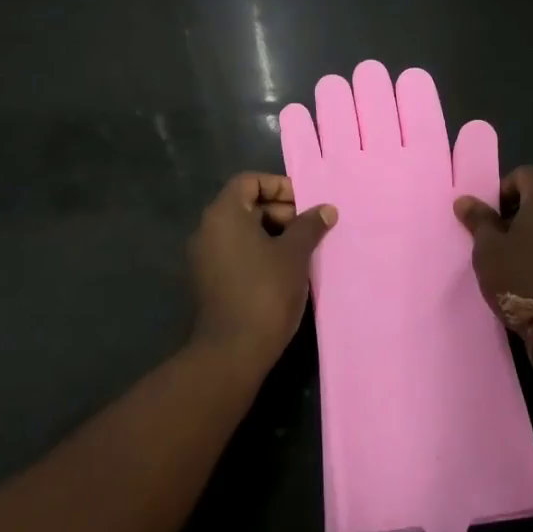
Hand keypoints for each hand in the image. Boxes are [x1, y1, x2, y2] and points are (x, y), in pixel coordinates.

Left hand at [188, 172, 335, 372]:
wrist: (233, 350)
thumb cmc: (265, 291)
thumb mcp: (294, 254)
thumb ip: (310, 225)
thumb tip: (326, 209)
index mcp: (224, 214)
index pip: (249, 181)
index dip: (279, 186)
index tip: (306, 202)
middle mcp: (208, 230)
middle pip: (246, 205)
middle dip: (281, 212)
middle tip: (311, 228)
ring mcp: (206, 257)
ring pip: (244, 231)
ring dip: (274, 234)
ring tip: (305, 249)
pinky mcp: (210, 280)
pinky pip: (238, 253)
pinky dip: (261, 252)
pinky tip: (288, 269)